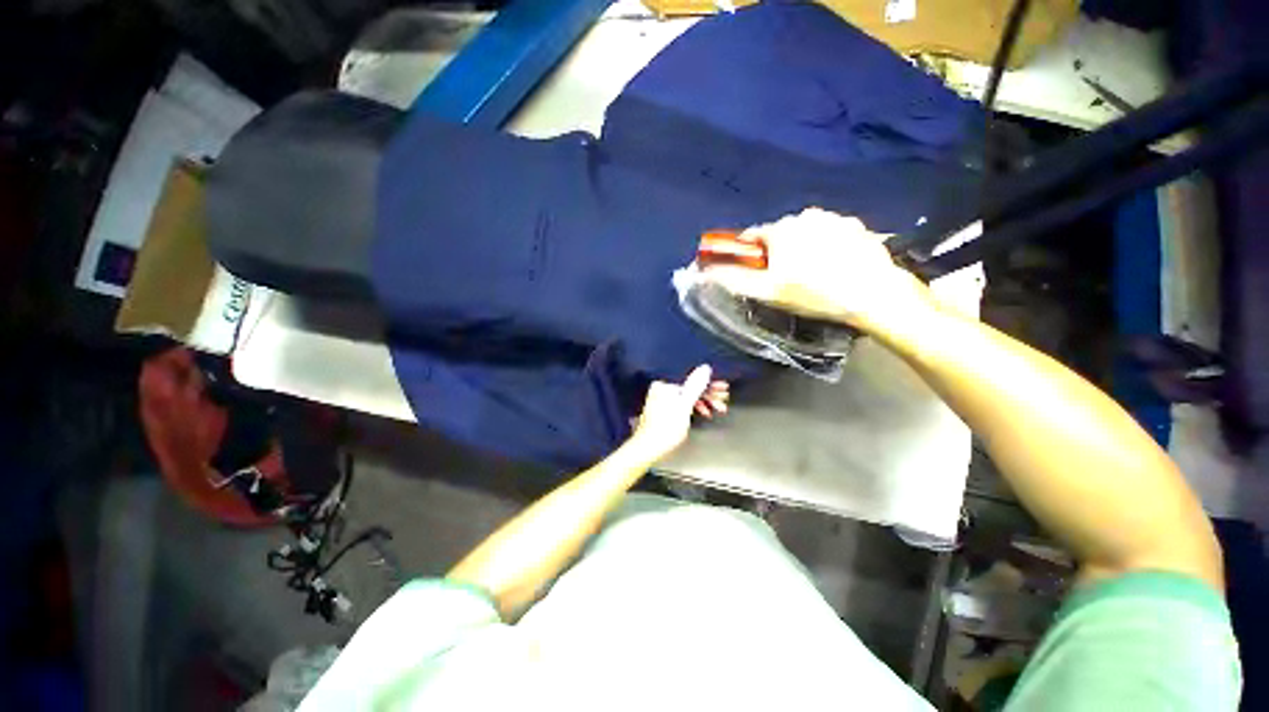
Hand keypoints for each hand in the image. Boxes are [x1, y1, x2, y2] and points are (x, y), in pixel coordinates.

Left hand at [629, 365, 728, 461]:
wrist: (649, 448)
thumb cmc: (667, 427)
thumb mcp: (684, 405)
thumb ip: (695, 386)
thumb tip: (705, 367)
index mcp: (664, 385)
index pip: (692, 381)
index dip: (710, 386)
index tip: (724, 389)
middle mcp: (661, 389)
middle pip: (690, 389)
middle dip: (708, 395)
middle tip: (723, 401)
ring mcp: (662, 400)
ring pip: (688, 397)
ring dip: (704, 402)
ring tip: (719, 409)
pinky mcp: (664, 410)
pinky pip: (683, 404)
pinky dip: (693, 408)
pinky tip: (704, 413)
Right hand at [701, 208, 933, 331]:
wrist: (872, 294)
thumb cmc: (813, 293)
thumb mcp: (767, 291)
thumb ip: (733, 279)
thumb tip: (703, 272)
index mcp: (781, 229)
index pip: (752, 236)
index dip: (749, 254)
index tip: (755, 272)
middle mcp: (806, 215)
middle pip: (779, 234)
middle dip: (777, 252)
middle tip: (786, 279)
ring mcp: (834, 218)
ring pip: (805, 233)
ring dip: (802, 248)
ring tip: (813, 275)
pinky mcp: (856, 226)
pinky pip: (829, 234)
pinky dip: (826, 246)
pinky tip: (835, 267)